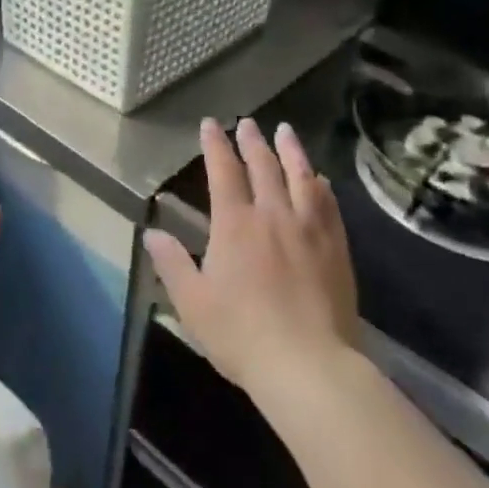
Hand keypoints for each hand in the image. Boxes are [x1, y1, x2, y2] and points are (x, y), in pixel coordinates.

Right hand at [146, 118, 357, 397]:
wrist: (308, 365)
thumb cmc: (241, 334)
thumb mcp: (192, 302)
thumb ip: (172, 263)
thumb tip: (152, 233)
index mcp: (235, 224)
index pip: (223, 172)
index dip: (215, 145)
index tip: (210, 124)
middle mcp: (273, 215)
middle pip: (263, 167)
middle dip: (252, 141)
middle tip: (247, 123)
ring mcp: (309, 229)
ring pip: (301, 177)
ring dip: (291, 150)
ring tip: (286, 131)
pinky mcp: (336, 248)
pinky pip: (328, 205)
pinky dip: (320, 185)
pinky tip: (320, 180)